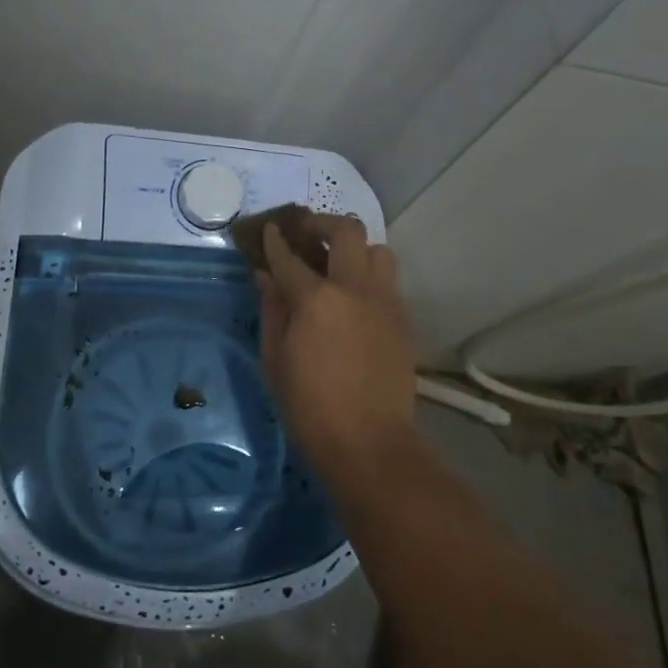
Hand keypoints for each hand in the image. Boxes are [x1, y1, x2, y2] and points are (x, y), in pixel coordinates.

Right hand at [255, 213, 417, 478]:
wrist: (369, 444)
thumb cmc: (309, 407)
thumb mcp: (275, 360)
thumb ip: (271, 310)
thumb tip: (265, 276)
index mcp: (316, 299)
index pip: (290, 256)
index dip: (276, 239)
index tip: (269, 229)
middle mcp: (355, 288)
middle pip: (347, 231)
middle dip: (322, 223)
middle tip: (306, 232)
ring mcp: (385, 301)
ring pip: (378, 251)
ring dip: (356, 249)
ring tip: (338, 265)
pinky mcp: (403, 319)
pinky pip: (388, 281)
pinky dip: (370, 277)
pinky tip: (355, 298)